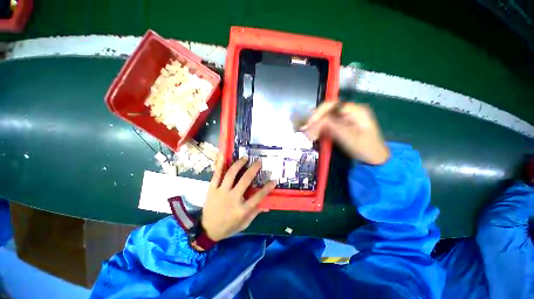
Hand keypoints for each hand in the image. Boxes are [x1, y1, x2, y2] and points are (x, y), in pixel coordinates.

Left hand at [201, 155, 275, 241]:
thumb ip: (255, 213)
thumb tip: (267, 205)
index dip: (267, 188)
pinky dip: (220, 165)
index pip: (258, 197)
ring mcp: (221, 192)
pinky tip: (223, 156)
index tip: (274, 180)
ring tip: (245, 158)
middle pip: (245, 180)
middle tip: (259, 162)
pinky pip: (216, 175)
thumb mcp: (244, 224)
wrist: (206, 231)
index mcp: (241, 209)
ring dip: (239, 164)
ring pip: (231, 174)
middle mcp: (232, 198)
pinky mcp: (212, 189)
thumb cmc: (228, 227)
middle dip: (254, 169)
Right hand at [301, 102, 389, 164]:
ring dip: (316, 124)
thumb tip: (316, 122)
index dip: (319, 113)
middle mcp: (350, 111)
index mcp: (355, 110)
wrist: (375, 158)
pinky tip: (314, 134)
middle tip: (305, 129)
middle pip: (328, 110)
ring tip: (307, 133)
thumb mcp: (349, 138)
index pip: (332, 105)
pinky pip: (328, 123)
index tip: (309, 124)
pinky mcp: (342, 124)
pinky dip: (320, 128)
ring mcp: (346, 118)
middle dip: (315, 119)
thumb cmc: (365, 148)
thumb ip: (332, 128)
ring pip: (326, 116)